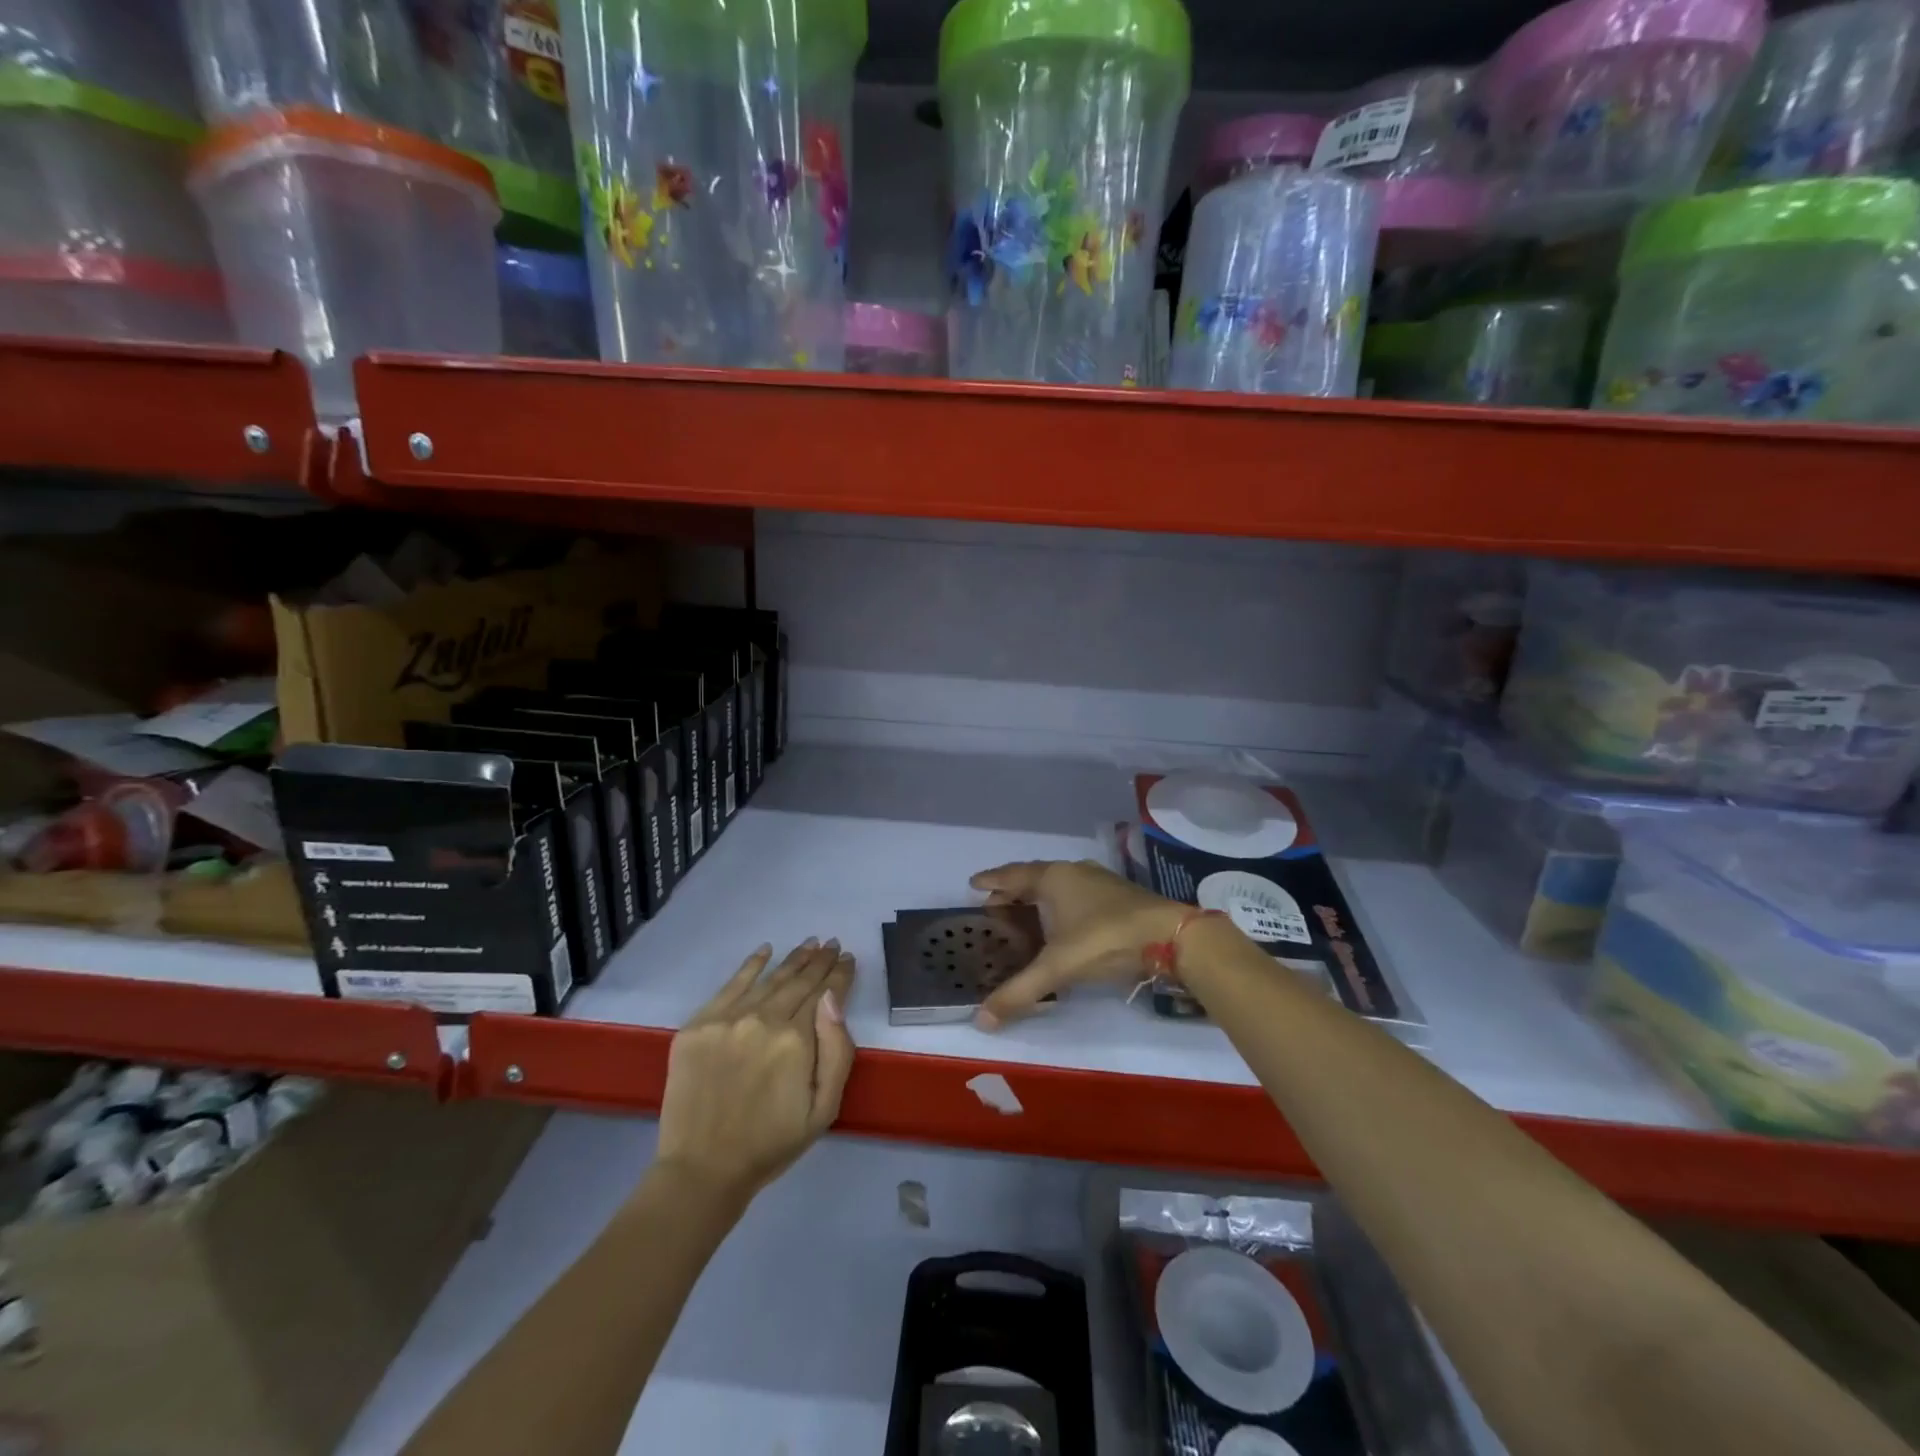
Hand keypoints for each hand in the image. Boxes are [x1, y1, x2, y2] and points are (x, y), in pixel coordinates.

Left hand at [655, 939, 855, 1203]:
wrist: (702, 1170)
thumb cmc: (772, 1143)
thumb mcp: (824, 1108)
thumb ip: (837, 1050)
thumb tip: (833, 998)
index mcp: (796, 1040)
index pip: (824, 994)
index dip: (839, 974)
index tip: (848, 959)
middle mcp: (763, 1019)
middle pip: (798, 981)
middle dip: (819, 961)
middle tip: (832, 944)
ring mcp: (727, 1019)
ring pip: (769, 979)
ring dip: (792, 959)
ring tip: (809, 944)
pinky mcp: (698, 1025)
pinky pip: (730, 985)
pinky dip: (751, 965)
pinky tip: (765, 950)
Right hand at [969, 860, 1184, 1028]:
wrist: (1171, 936)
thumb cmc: (1106, 940)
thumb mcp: (1058, 967)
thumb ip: (1020, 991)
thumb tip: (981, 1020)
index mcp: (1054, 878)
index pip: (1013, 875)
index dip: (992, 881)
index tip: (972, 884)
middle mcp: (1074, 872)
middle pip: (1034, 877)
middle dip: (1013, 891)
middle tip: (993, 906)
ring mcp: (1099, 882)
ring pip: (1059, 885)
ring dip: (1038, 898)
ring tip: (1024, 915)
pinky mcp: (1118, 897)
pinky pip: (1076, 894)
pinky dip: (1060, 905)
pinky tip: (1063, 924)